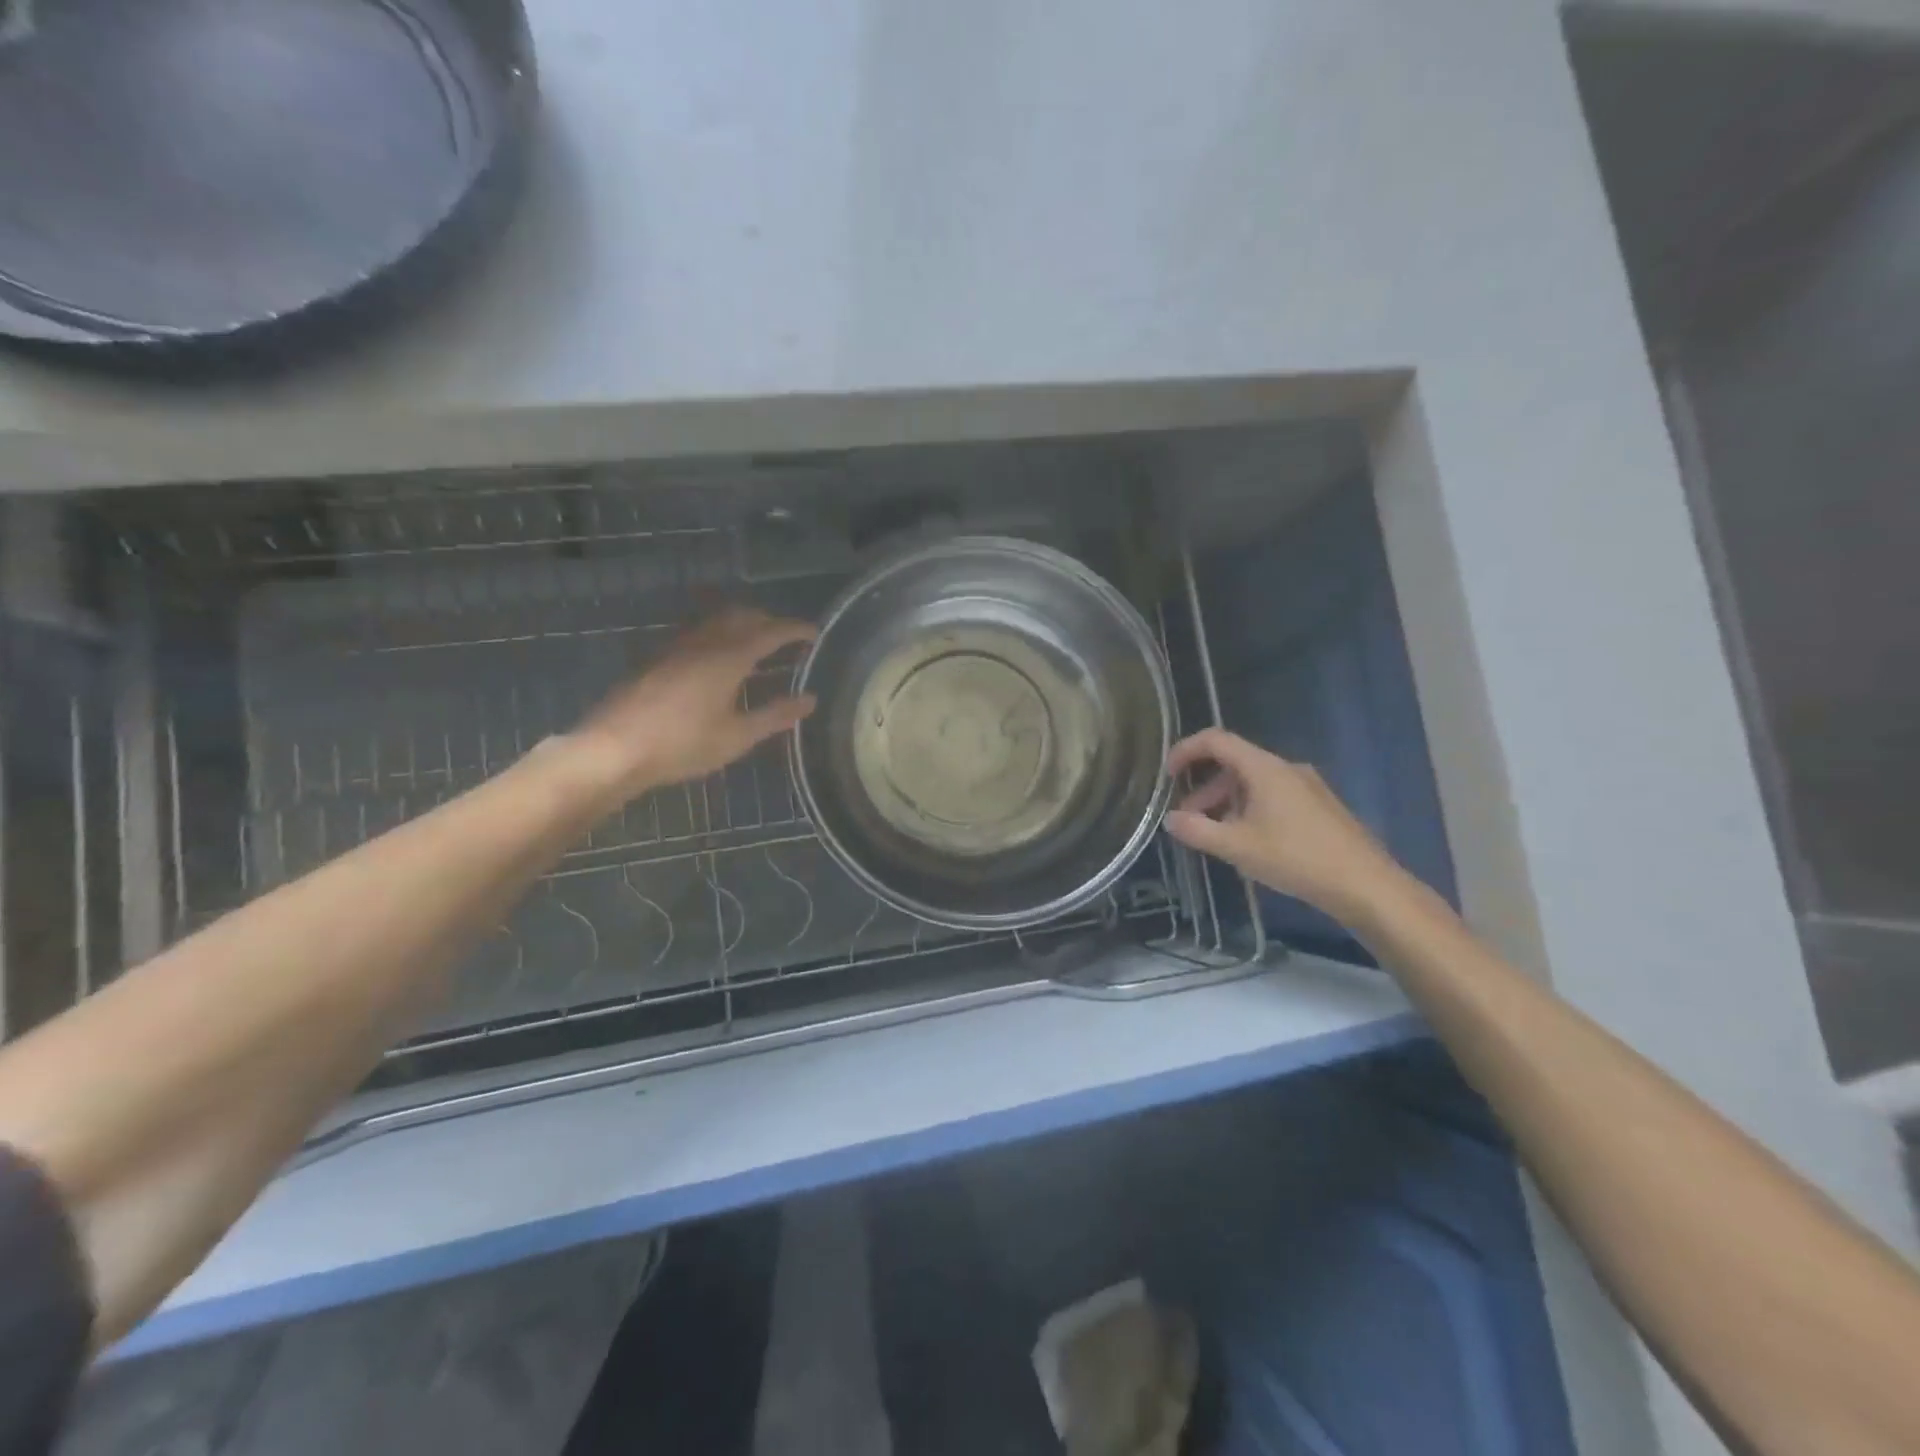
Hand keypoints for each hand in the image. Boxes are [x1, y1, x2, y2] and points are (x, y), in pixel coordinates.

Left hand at [567, 608, 816, 802]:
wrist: (613, 749)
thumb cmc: (681, 745)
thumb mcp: (736, 736)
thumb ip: (775, 715)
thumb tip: (810, 700)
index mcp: (729, 657)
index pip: (771, 631)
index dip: (795, 630)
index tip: (815, 634)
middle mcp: (703, 642)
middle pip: (741, 616)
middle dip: (768, 621)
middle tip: (787, 640)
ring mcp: (676, 647)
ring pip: (715, 621)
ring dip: (741, 625)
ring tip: (755, 647)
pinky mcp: (657, 658)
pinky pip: (697, 634)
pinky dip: (718, 636)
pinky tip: (717, 662)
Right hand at [1162, 729, 1412, 927]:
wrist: (1366, 885)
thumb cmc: (1297, 858)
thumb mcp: (1237, 847)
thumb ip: (1197, 831)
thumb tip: (1171, 819)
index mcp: (1264, 768)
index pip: (1216, 740)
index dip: (1186, 750)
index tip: (1167, 774)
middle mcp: (1286, 768)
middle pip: (1234, 763)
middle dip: (1204, 787)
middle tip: (1188, 818)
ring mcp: (1306, 786)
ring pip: (1253, 782)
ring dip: (1226, 802)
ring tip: (1215, 835)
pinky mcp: (1319, 806)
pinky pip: (1273, 796)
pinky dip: (1249, 809)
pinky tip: (1249, 842)